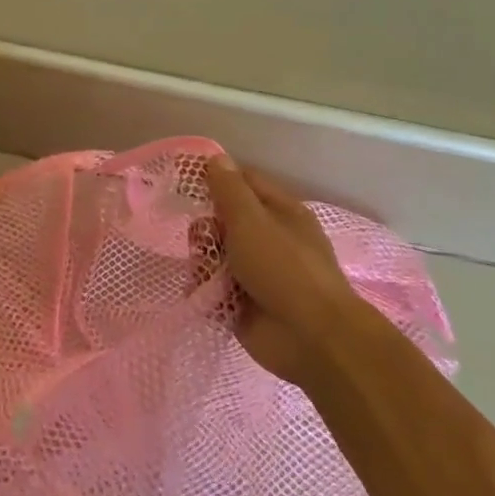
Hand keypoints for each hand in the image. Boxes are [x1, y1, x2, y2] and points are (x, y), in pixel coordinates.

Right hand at [206, 156, 375, 382]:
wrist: (310, 338)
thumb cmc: (284, 268)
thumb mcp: (252, 221)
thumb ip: (229, 189)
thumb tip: (216, 157)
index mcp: (279, 212)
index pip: (242, 182)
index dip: (215, 178)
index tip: (184, 180)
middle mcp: (266, 238)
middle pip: (220, 220)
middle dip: (204, 229)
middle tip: (202, 239)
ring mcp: (254, 272)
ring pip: (211, 255)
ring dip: (201, 262)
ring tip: (206, 275)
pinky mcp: (240, 302)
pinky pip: (209, 287)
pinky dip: (203, 290)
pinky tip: (204, 295)